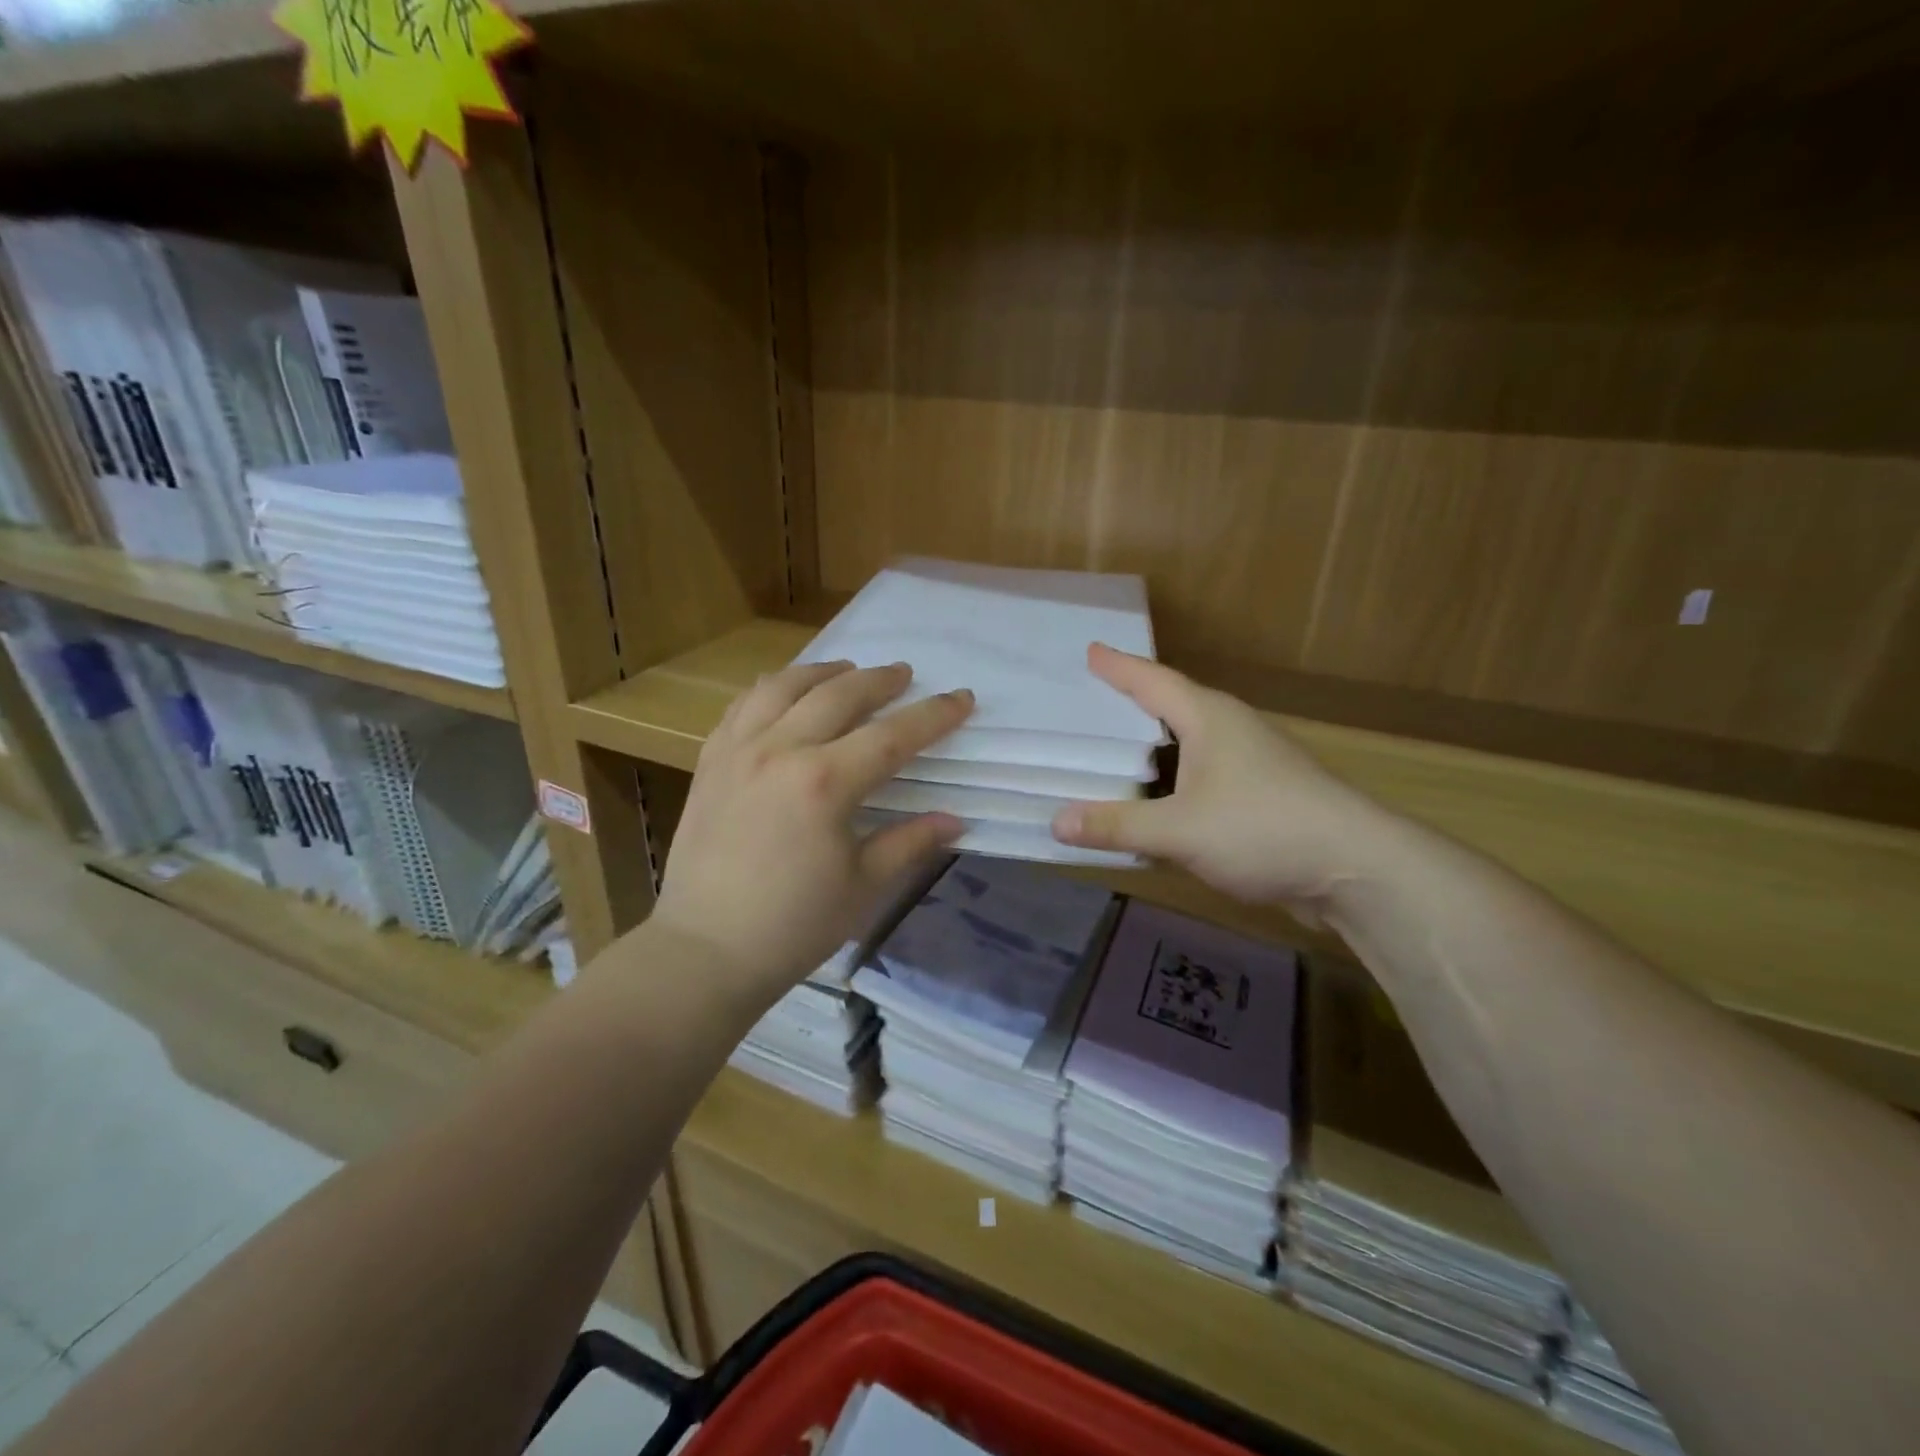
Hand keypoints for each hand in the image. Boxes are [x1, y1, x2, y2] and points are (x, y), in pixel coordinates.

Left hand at [651, 661, 971, 1000]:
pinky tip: (785, 694)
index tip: (962, 698)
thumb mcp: (864, 886)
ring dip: (822, 672)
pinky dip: (771, 690)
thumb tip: (956, 820)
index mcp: (824, 783)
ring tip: (845, 670)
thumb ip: (910, 843)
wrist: (705, 950)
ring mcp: (737, 751)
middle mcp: (780, 751)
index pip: (892, 736)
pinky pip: (742, 707)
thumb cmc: (793, 926)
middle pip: (838, 694)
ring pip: (783, 686)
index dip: (933, 716)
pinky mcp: (710, 762)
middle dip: (879, 680)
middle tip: (904, 675)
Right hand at [1052, 644, 1391, 915]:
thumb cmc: (1263, 829)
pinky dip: (1169, 779)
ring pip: (1187, 742)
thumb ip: (1117, 826)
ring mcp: (1250, 762)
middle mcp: (1230, 729)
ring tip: (1110, 750)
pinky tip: (1153, 800)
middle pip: (1170, 704)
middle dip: (1129, 701)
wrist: (1357, 870)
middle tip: (1086, 701)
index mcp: (1209, 718)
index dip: (1118, 666)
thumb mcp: (1179, 830)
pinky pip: (1199, 775)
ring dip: (1150, 745)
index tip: (1089, 650)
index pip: (1152, 680)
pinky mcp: (1261, 794)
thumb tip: (1055, 823)